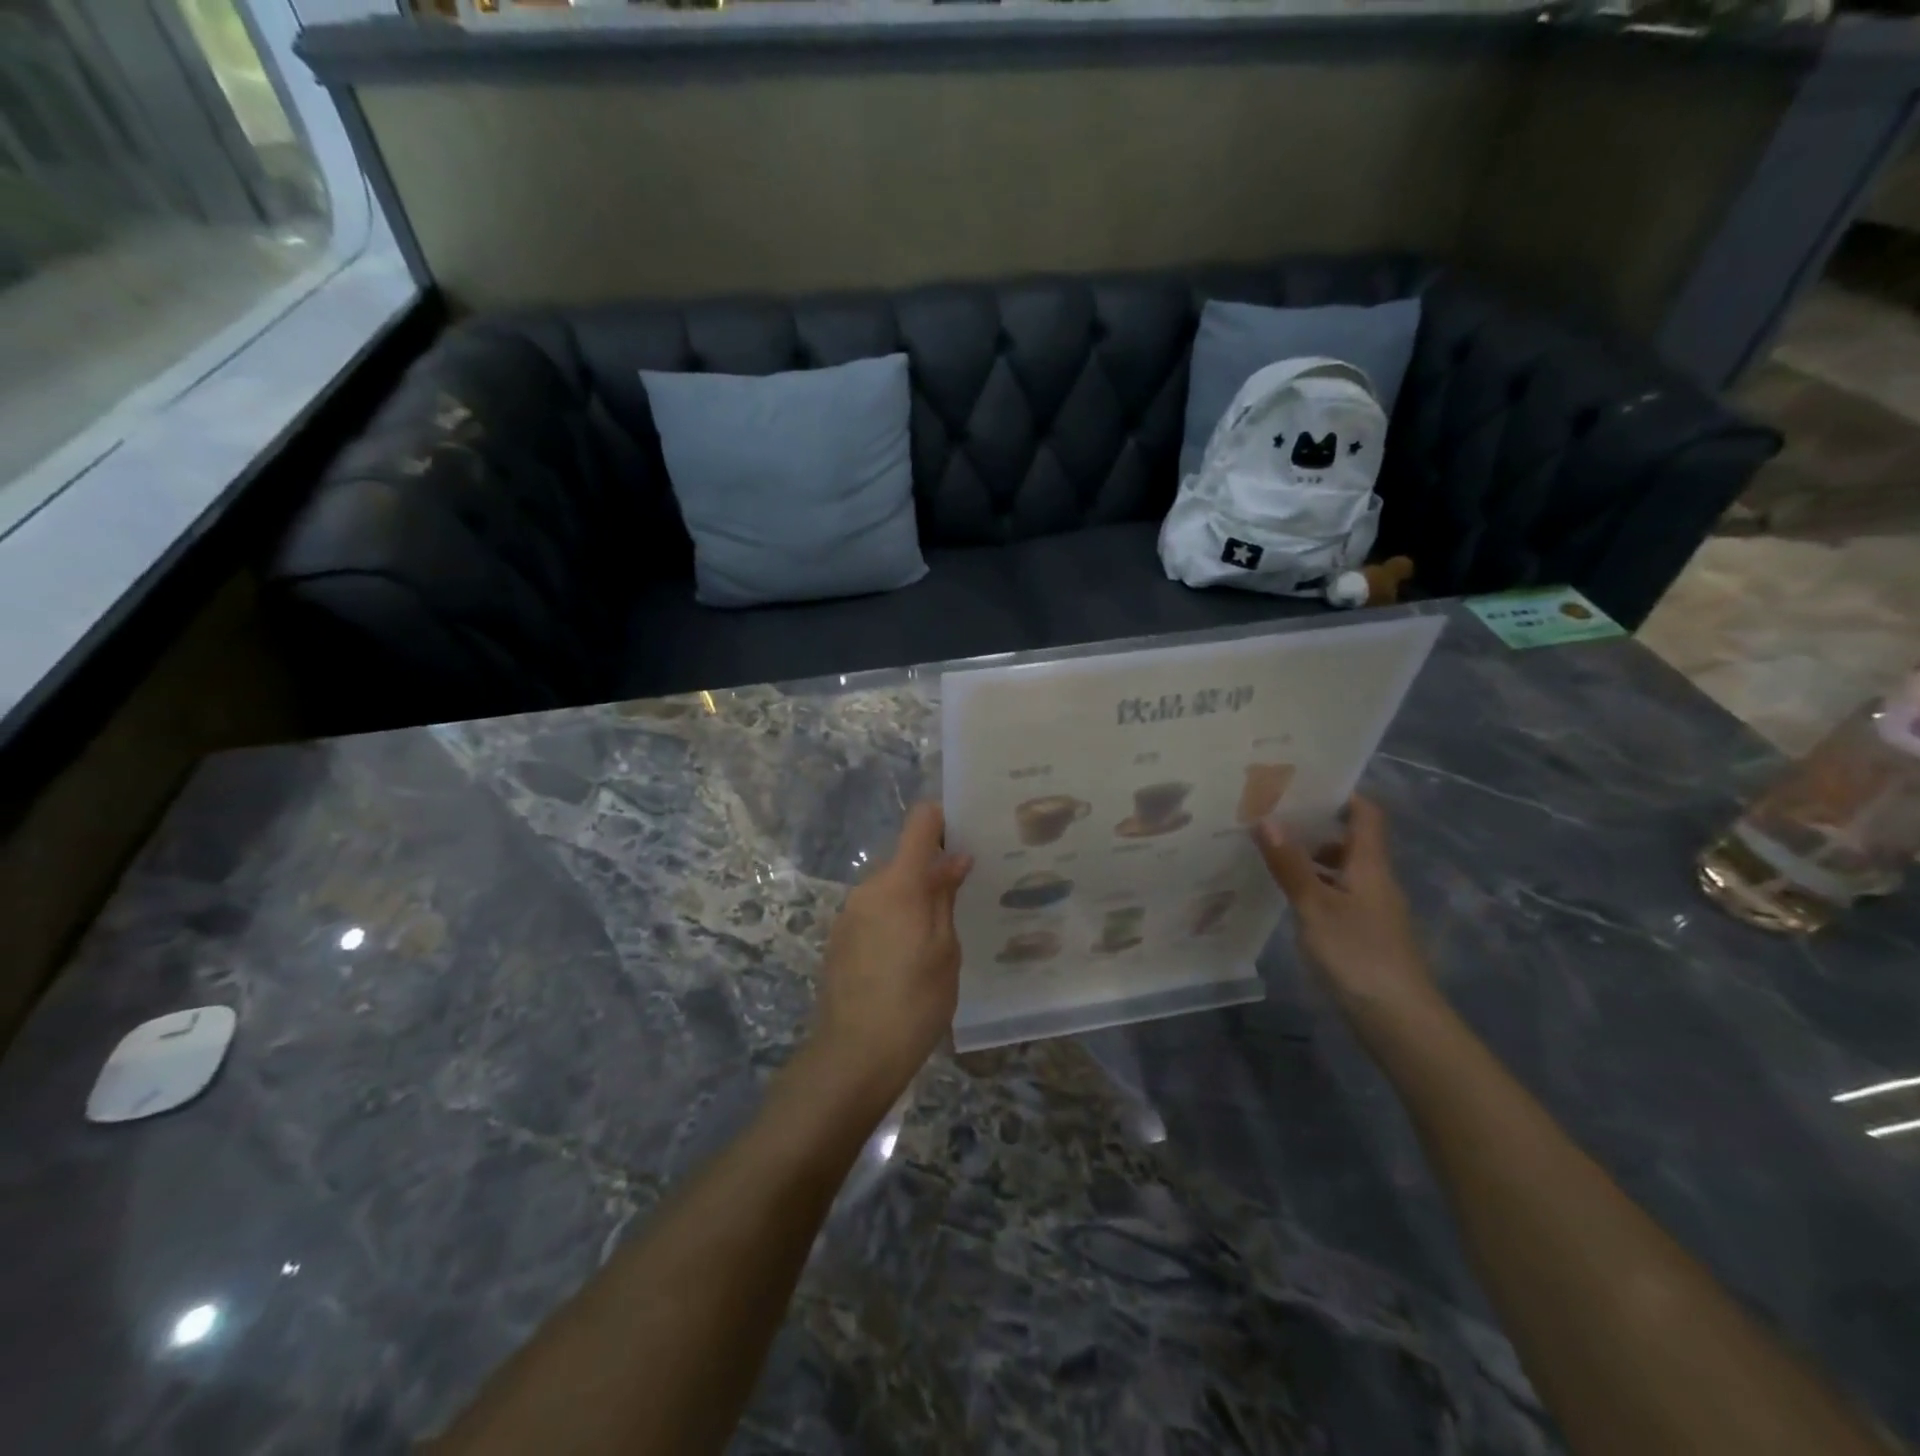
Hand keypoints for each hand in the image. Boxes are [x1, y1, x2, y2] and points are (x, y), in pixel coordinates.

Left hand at [811, 803, 972, 1104]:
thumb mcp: (945, 949)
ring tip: (938, 937)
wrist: (854, 1055)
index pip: (920, 822)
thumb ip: (945, 896)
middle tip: (964, 898)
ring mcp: (848, 913)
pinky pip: (874, 912)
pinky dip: (894, 920)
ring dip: (913, 899)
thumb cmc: (915, 1001)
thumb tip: (954, 858)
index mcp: (899, 883)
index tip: (967, 834)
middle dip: (932, 870)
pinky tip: (907, 958)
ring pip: (890, 888)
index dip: (943, 819)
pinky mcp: (839, 938)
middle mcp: (868, 887)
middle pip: (905, 859)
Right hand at [1252, 796, 1439, 1026]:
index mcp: (1370, 865)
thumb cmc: (1358, 954)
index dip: (1341, 794)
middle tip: (1270, 813)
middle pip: (1350, 840)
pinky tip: (1286, 895)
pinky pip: (1337, 895)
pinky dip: (1313, 887)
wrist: (1399, 1021)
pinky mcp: (1364, 934)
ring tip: (1268, 850)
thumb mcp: (1315, 906)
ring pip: (1341, 869)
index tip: (1303, 782)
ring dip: (1310, 857)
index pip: (1366, 814)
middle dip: (1314, 824)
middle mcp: (1375, 880)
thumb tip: (1266, 819)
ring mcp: (1372, 909)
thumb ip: (1290, 864)